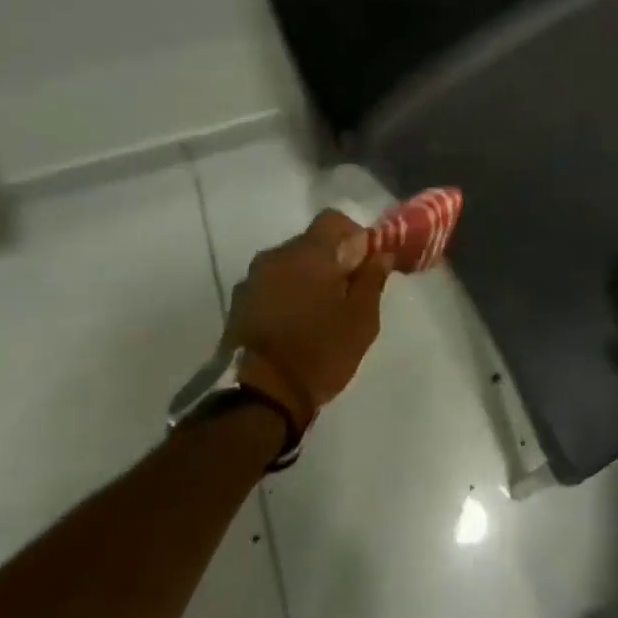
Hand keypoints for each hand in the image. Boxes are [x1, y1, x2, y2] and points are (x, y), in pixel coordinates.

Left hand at [225, 209, 393, 422]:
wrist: (258, 397)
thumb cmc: (319, 351)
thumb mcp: (361, 319)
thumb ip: (372, 279)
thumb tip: (380, 255)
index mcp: (307, 253)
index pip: (333, 220)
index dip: (354, 234)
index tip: (365, 262)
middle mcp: (274, 257)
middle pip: (310, 243)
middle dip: (332, 260)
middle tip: (348, 292)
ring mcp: (251, 282)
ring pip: (289, 266)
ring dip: (307, 279)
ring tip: (321, 313)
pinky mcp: (238, 306)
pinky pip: (271, 287)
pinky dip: (287, 296)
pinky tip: (297, 326)